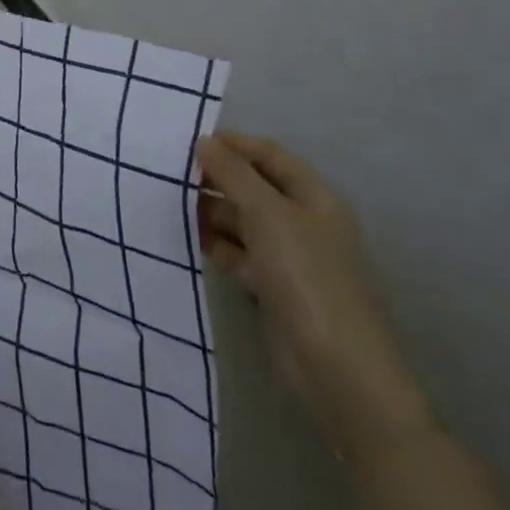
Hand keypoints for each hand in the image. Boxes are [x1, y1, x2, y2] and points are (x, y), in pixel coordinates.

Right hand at [196, 130, 431, 462]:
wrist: (336, 367)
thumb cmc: (305, 275)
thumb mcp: (266, 213)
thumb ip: (233, 173)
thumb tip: (204, 142)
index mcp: (313, 196)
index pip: (269, 154)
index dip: (233, 145)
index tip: (189, 144)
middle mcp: (304, 221)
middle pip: (254, 187)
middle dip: (217, 180)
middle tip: (173, 178)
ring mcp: (291, 256)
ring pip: (244, 221)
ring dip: (213, 214)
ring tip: (174, 209)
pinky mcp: (276, 287)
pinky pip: (241, 254)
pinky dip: (219, 246)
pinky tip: (193, 243)